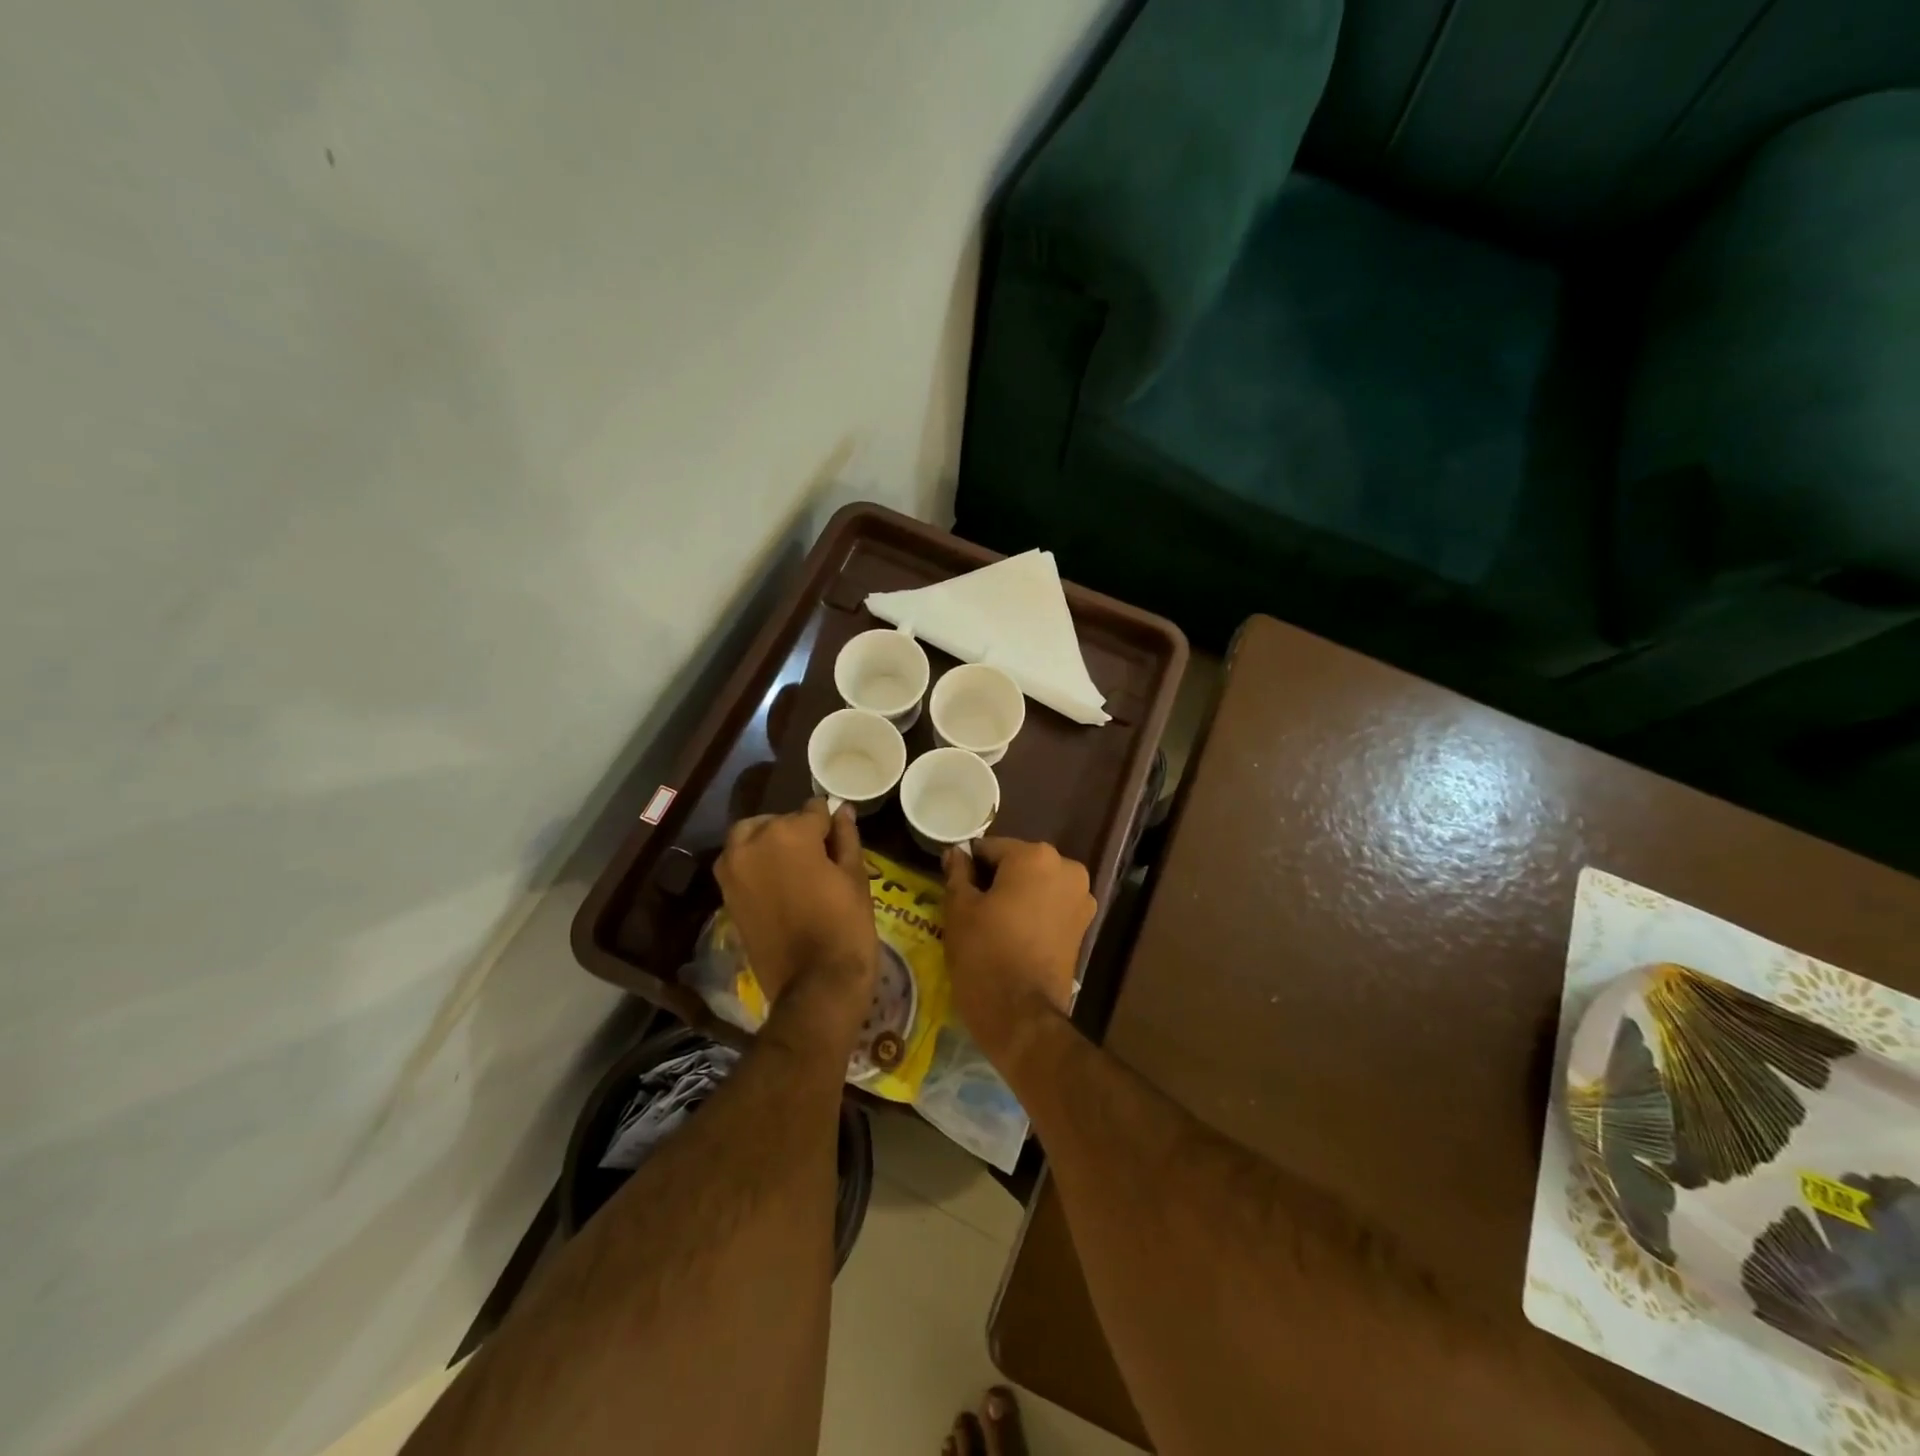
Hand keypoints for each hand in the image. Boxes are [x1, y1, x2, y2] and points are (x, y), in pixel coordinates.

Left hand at [716, 801, 876, 1022]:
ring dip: (770, 844)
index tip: (839, 840)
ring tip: (796, 869)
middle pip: (777, 821)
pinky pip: (741, 865)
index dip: (829, 824)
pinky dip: (757, 866)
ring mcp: (733, 870)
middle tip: (819, 858)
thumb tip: (842, 811)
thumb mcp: (855, 876)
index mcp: (789, 833)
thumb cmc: (845, 925)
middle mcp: (753, 843)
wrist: (815, 985)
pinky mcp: (726, 895)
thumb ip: (845, 837)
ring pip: (751, 839)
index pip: (814, 810)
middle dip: (796, 831)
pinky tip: (780, 886)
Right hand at [941, 838, 1094, 1067]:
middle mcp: (1067, 868)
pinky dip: (1033, 912)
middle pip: (1018, 863)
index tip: (955, 885)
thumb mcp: (959, 909)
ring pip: (1036, 884)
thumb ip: (958, 873)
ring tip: (991, 923)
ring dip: (1016, 895)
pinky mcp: (1084, 925)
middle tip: (971, 906)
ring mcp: (1081, 898)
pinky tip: (1012, 934)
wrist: (1022, 1016)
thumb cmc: (984, 954)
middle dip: (996, 879)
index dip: (969, 865)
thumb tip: (956, 853)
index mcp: (1035, 856)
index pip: (990, 848)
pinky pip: (1050, 906)